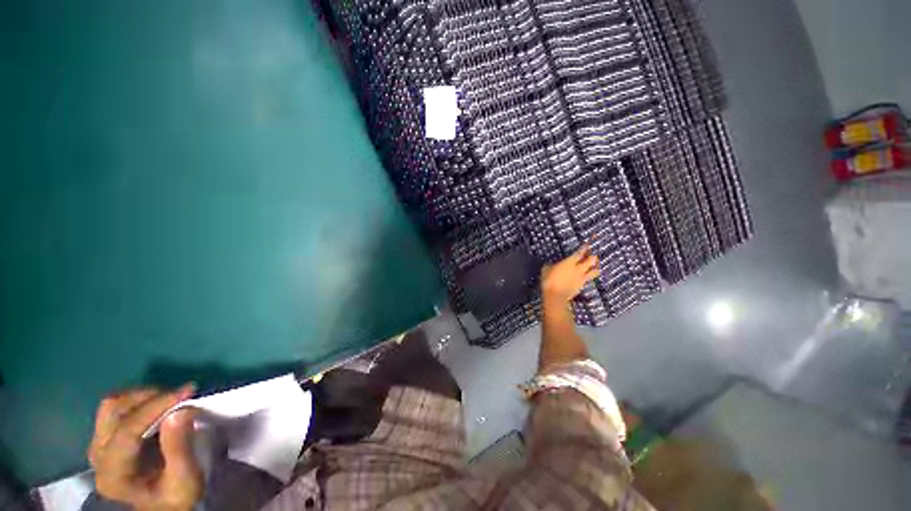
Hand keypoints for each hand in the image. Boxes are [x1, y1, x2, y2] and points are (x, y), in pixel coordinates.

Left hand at [88, 385, 201, 510]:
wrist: (161, 507)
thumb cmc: (175, 497)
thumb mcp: (184, 480)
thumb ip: (180, 448)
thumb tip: (182, 410)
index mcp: (114, 474)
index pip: (128, 430)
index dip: (157, 406)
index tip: (189, 390)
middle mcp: (98, 457)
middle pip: (114, 411)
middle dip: (149, 398)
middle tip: (180, 396)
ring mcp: (99, 447)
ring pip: (113, 406)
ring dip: (144, 397)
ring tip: (170, 400)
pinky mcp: (105, 441)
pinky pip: (116, 411)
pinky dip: (140, 403)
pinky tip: (159, 408)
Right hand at [541, 245, 600, 302]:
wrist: (555, 295)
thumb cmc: (549, 280)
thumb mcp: (546, 269)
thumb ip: (551, 265)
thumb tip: (551, 265)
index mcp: (569, 262)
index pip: (580, 253)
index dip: (584, 248)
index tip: (588, 245)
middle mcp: (578, 269)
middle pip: (591, 260)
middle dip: (593, 257)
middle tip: (592, 255)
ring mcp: (581, 278)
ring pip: (595, 271)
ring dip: (595, 267)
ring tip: (594, 266)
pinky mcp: (582, 286)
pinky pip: (588, 279)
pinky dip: (589, 277)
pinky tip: (586, 277)